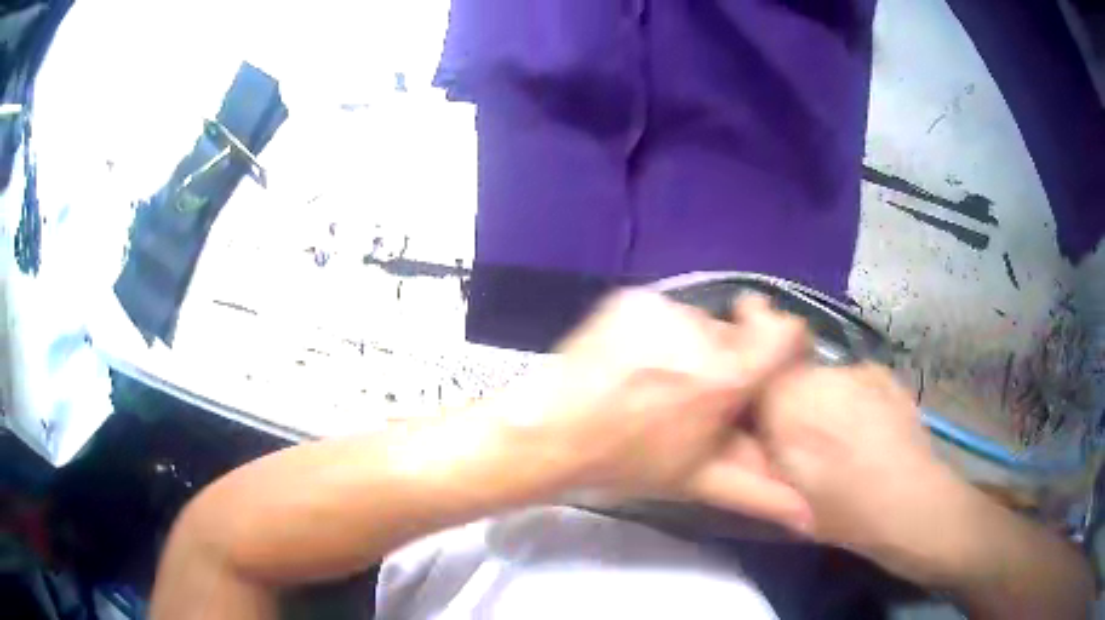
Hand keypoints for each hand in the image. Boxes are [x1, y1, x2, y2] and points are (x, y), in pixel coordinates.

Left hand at [508, 289, 813, 531]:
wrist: (552, 433)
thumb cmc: (629, 463)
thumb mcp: (699, 481)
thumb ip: (761, 496)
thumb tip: (809, 519)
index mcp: (725, 379)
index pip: (786, 333)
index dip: (784, 345)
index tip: (768, 364)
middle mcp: (699, 333)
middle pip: (737, 334)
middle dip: (726, 360)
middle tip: (694, 394)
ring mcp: (661, 309)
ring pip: (699, 322)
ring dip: (690, 347)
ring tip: (658, 381)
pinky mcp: (631, 298)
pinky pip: (664, 310)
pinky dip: (658, 332)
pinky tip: (634, 362)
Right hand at [756, 363, 976, 579]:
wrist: (910, 502)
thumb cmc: (841, 511)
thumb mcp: (784, 492)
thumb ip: (763, 452)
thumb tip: (753, 431)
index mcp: (790, 407)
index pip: (753, 378)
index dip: (754, 399)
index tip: (760, 428)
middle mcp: (821, 376)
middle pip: (788, 374)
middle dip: (789, 401)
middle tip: (801, 440)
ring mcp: (858, 371)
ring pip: (823, 377)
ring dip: (822, 400)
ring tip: (840, 438)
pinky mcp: (884, 374)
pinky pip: (854, 380)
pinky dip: (852, 399)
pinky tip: (868, 430)